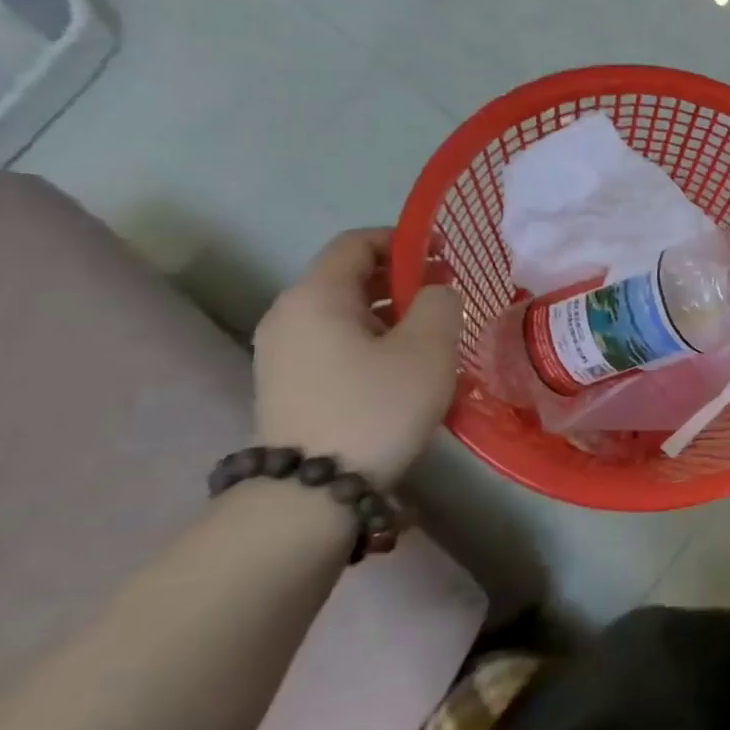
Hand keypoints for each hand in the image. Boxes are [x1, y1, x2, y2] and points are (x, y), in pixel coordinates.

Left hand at [253, 229, 462, 488]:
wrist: (313, 489)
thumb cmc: (377, 405)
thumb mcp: (429, 347)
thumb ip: (440, 302)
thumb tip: (435, 291)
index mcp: (316, 296)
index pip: (357, 242)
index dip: (405, 240)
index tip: (446, 256)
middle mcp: (288, 314)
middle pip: (349, 276)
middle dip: (402, 278)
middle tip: (448, 297)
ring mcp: (282, 351)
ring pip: (344, 312)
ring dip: (391, 312)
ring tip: (433, 334)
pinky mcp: (288, 383)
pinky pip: (335, 341)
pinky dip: (371, 338)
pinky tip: (403, 366)